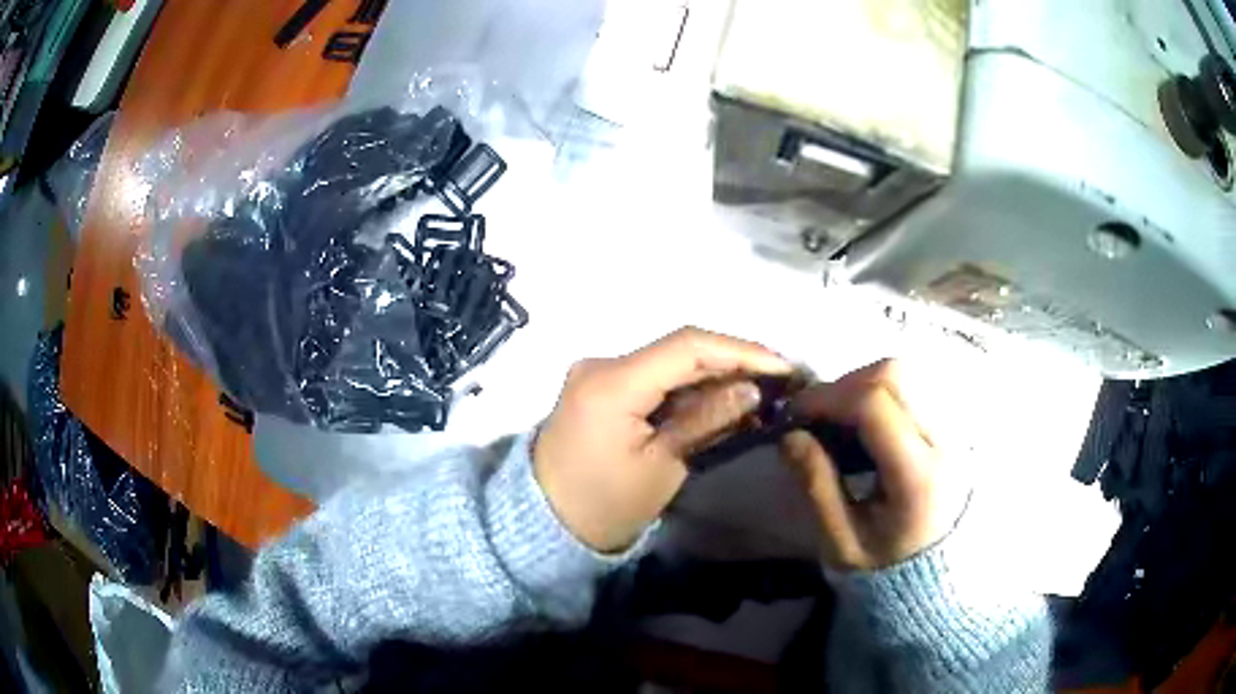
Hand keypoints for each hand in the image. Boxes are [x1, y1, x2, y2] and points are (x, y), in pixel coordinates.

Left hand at [534, 327, 791, 551]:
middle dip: (734, 361)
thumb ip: (706, 420)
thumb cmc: (603, 506)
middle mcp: (602, 364)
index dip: (741, 351)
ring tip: (762, 389)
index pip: (687, 347)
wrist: (544, 523)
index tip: (784, 367)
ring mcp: (599, 373)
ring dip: (715, 373)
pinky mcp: (602, 386)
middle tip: (781, 379)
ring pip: (669, 361)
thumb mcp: (662, 467)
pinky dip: (690, 386)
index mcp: (612, 384)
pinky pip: (654, 377)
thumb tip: (753, 389)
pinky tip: (723, 398)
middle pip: (679, 349)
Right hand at [780, 360, 964, 570]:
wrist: (930, 575)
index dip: (828, 397)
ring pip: (905, 375)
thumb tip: (790, 434)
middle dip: (845, 384)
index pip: (875, 405)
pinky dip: (879, 393)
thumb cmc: (882, 564)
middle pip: (894, 375)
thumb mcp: (840, 540)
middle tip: (817, 415)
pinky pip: (912, 389)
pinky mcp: (948, 428)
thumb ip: (816, 485)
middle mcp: (943, 442)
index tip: (795, 413)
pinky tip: (862, 425)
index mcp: (917, 475)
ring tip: (838, 420)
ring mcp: (951, 430)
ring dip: (862, 386)